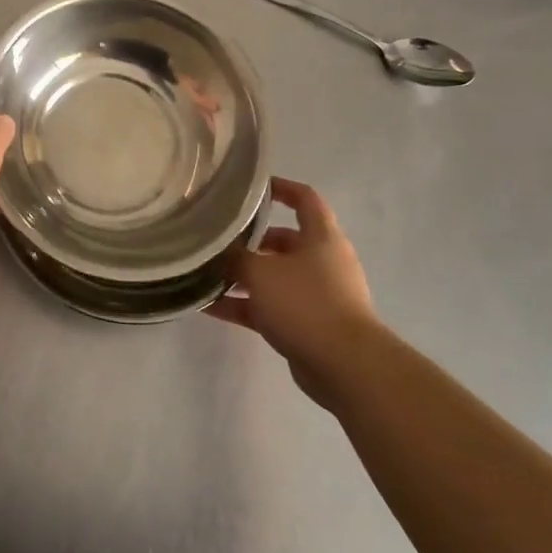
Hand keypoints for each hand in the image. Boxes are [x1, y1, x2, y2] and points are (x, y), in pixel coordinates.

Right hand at [207, 178, 384, 408]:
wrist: (344, 364)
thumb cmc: (305, 302)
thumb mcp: (261, 272)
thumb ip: (236, 258)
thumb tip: (219, 253)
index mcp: (321, 237)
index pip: (305, 199)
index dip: (282, 188)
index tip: (253, 188)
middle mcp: (322, 261)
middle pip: (285, 241)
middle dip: (251, 241)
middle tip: (219, 240)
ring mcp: (317, 294)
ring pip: (275, 277)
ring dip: (243, 277)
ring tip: (207, 276)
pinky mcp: (308, 325)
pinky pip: (270, 307)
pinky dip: (244, 306)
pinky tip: (210, 308)